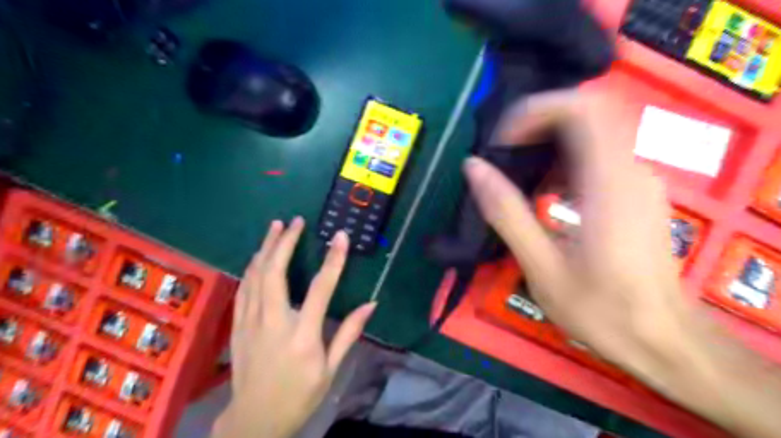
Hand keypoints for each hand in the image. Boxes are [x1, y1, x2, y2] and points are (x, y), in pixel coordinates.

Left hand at [213, 219, 373, 437]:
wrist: (254, 421)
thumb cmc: (299, 395)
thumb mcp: (330, 369)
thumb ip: (349, 333)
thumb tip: (371, 304)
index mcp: (303, 335)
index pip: (321, 289)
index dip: (333, 260)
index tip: (340, 237)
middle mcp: (274, 323)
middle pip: (275, 273)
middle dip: (285, 242)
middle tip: (295, 221)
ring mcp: (251, 322)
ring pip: (255, 276)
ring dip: (265, 248)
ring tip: (275, 227)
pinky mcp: (238, 325)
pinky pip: (243, 288)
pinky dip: (251, 267)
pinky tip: (257, 256)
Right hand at [470, 91, 694, 379]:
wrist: (662, 339)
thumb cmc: (599, 309)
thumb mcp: (541, 265)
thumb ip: (505, 211)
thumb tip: (473, 166)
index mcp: (608, 184)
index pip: (582, 109)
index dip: (536, 110)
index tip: (503, 141)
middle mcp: (631, 170)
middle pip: (587, 112)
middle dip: (538, 123)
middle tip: (505, 152)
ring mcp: (639, 179)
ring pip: (593, 132)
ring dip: (549, 143)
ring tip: (519, 175)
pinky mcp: (638, 192)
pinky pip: (599, 156)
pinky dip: (565, 161)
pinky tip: (546, 194)